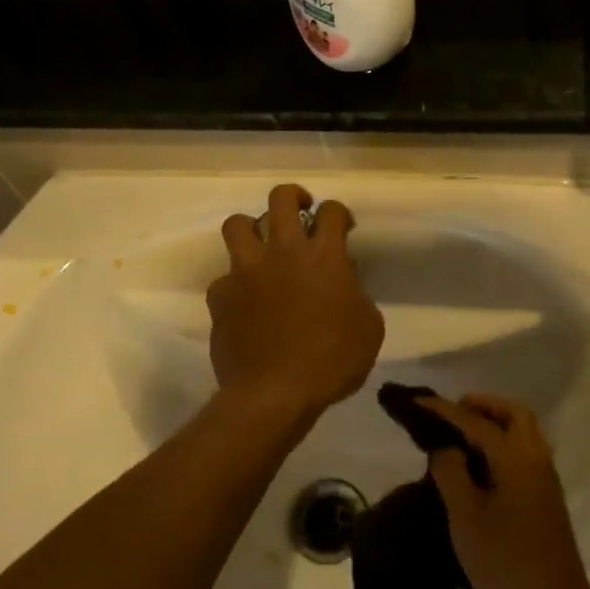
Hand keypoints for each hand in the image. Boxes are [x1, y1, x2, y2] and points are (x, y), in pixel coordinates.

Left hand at [208, 184, 384, 420]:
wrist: (274, 392)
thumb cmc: (332, 361)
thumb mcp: (368, 328)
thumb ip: (356, 295)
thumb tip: (344, 284)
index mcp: (323, 256)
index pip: (331, 211)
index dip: (338, 212)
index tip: (342, 227)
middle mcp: (282, 251)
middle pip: (280, 199)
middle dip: (293, 196)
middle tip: (301, 210)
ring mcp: (246, 270)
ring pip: (237, 224)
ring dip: (251, 228)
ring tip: (260, 244)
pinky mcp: (221, 295)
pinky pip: (224, 277)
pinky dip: (235, 284)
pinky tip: (244, 301)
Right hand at [419, 394, 589, 588]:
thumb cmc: (505, 561)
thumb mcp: (465, 517)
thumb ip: (451, 473)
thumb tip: (445, 447)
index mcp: (515, 458)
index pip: (475, 422)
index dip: (444, 409)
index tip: (417, 399)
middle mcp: (536, 459)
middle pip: (514, 414)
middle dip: (482, 405)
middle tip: (452, 412)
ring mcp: (546, 478)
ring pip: (524, 432)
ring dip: (496, 422)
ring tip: (462, 435)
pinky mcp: (547, 497)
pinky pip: (526, 450)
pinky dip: (505, 441)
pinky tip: (483, 463)